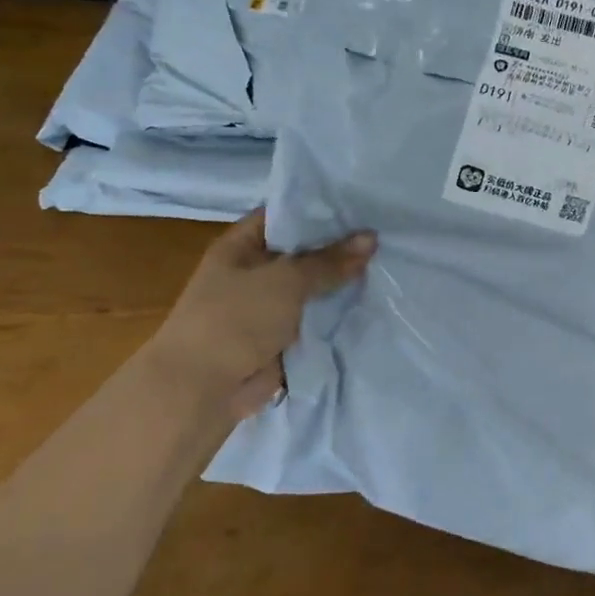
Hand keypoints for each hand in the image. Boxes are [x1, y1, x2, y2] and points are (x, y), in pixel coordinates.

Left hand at [149, 211, 376, 419]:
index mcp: (241, 247)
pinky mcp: (285, 337)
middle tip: (387, 233)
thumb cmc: (235, 320)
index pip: (286, 215)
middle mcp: (255, 272)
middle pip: (305, 252)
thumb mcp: (285, 280)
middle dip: (341, 247)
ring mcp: (270, 306)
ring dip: (344, 282)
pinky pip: (318, 318)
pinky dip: (341, 313)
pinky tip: (377, 300)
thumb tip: (372, 237)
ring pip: (315, 287)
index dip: (321, 208)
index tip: (363, 204)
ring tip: (391, 263)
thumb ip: (329, 260)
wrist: (203, 390)